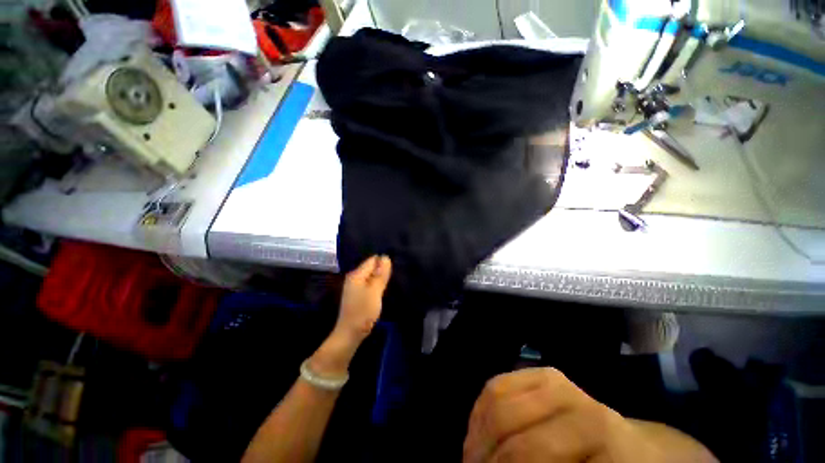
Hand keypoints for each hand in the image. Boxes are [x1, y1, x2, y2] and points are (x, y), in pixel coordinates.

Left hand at [334, 255, 391, 344]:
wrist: (350, 334)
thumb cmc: (363, 311)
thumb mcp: (375, 291)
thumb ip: (381, 274)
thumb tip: (385, 257)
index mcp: (357, 274)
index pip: (373, 260)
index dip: (384, 263)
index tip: (392, 272)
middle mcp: (354, 277)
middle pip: (371, 267)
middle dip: (382, 271)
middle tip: (392, 279)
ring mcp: (354, 286)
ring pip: (371, 276)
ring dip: (380, 279)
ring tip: (389, 284)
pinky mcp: (357, 294)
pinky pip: (369, 284)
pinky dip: (376, 286)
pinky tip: (381, 291)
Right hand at [464, 368, 715, 462]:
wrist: (634, 447)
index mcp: (588, 425)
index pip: (528, 451)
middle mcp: (565, 392)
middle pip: (505, 417)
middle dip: (483, 450)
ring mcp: (547, 376)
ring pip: (494, 395)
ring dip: (477, 429)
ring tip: (471, 455)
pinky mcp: (535, 372)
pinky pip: (496, 385)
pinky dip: (482, 411)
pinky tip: (480, 432)